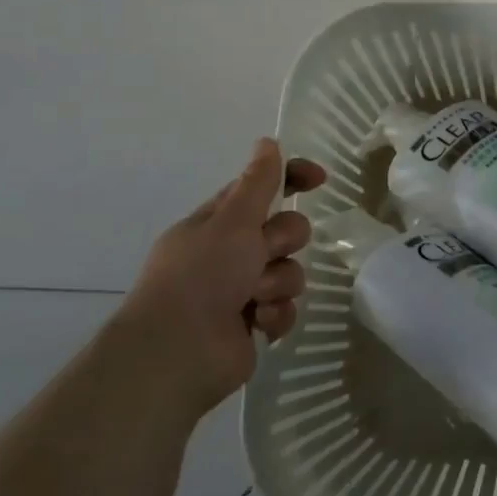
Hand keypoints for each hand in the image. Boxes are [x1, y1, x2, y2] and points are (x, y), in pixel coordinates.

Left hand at [111, 139, 326, 424]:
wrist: (178, 353)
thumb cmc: (201, 276)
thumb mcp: (232, 220)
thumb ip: (257, 182)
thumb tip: (267, 142)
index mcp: (218, 223)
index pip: (262, 188)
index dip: (292, 178)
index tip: (319, 180)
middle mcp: (231, 253)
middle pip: (286, 230)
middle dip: (283, 242)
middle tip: (262, 254)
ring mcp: (242, 290)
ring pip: (290, 270)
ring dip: (278, 283)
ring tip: (254, 299)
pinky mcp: (255, 324)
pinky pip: (287, 307)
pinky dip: (275, 315)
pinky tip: (258, 324)